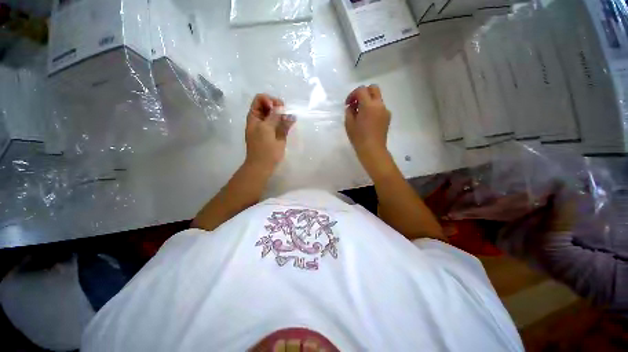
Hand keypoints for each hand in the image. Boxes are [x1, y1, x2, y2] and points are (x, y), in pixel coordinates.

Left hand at [245, 94, 294, 171]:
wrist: (262, 166)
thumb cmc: (264, 149)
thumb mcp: (268, 130)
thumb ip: (275, 118)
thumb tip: (283, 109)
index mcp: (254, 116)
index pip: (261, 99)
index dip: (269, 100)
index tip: (277, 108)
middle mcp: (261, 119)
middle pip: (269, 105)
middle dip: (278, 106)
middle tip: (286, 112)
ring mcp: (268, 127)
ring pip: (276, 115)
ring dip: (283, 114)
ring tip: (289, 118)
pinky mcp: (275, 134)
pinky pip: (280, 123)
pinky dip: (284, 121)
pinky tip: (290, 122)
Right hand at [345, 85, 391, 169]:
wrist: (373, 150)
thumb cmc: (359, 138)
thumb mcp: (349, 124)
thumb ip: (349, 111)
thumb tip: (352, 107)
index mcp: (368, 105)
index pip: (361, 90)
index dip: (353, 94)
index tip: (348, 104)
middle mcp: (379, 104)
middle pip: (373, 88)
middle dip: (363, 92)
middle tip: (356, 103)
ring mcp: (385, 110)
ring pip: (377, 98)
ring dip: (368, 101)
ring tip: (361, 114)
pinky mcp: (387, 117)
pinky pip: (380, 107)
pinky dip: (373, 108)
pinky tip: (368, 120)